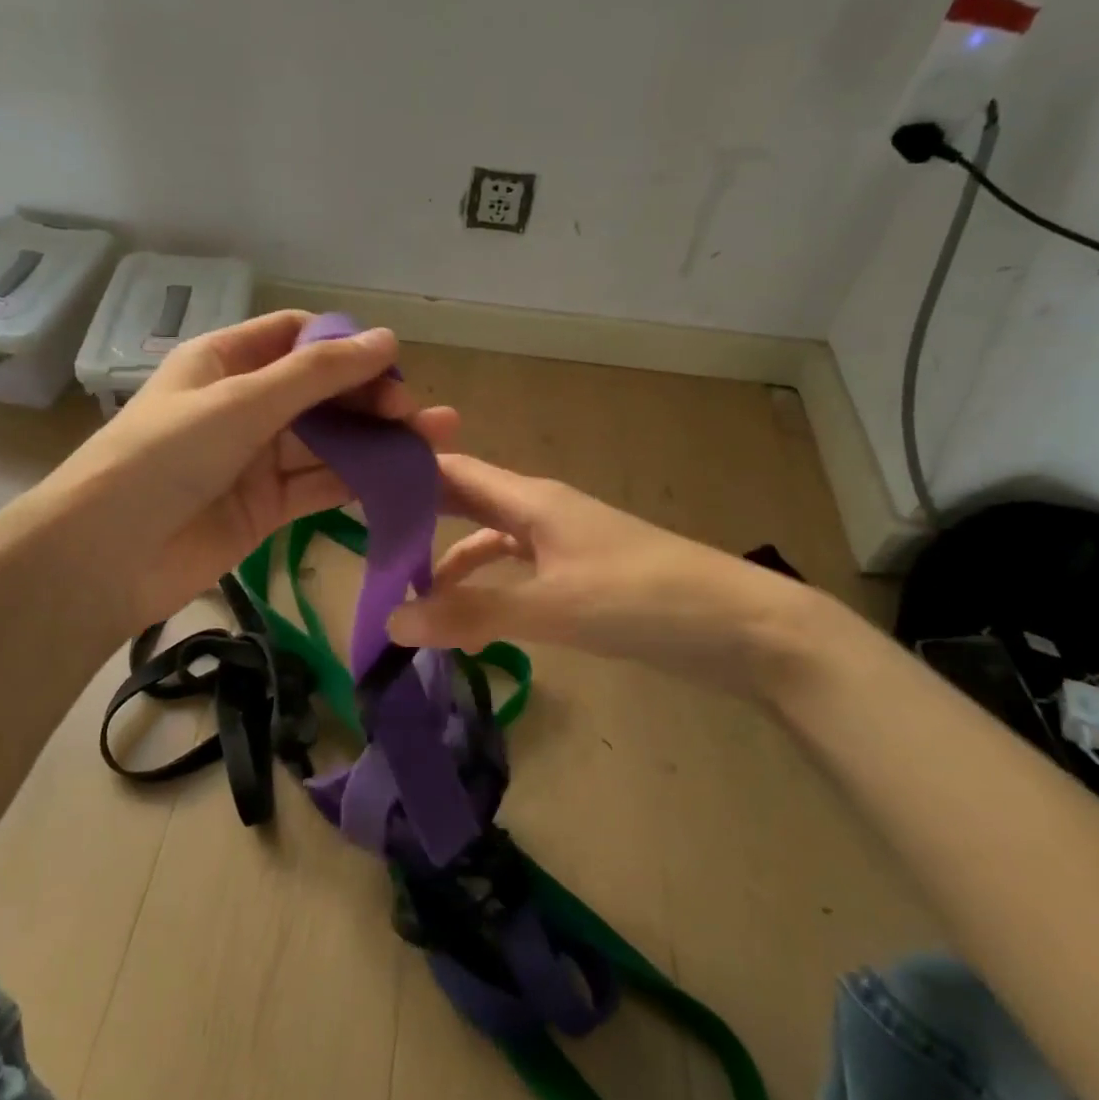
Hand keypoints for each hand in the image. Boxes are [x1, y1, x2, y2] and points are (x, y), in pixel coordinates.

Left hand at [19, 310, 457, 633]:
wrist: (106, 557)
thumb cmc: (165, 457)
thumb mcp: (241, 403)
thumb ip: (316, 375)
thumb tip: (387, 339)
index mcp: (225, 362)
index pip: (295, 337)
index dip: (344, 344)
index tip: (390, 363)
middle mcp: (244, 405)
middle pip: (320, 391)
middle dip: (370, 397)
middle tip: (418, 413)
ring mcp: (256, 458)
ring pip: (329, 441)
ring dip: (377, 440)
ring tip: (435, 440)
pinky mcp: (268, 507)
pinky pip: (321, 485)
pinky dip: (360, 481)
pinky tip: (404, 477)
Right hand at [387, 454, 825, 701]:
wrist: (746, 628)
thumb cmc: (645, 599)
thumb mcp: (553, 607)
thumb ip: (472, 613)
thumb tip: (390, 623)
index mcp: (532, 500)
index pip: (453, 470)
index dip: (405, 471)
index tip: (353, 484)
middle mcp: (542, 511)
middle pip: (467, 500)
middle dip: (418, 514)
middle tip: (364, 538)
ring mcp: (564, 544)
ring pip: (491, 540)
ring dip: (451, 559)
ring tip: (406, 590)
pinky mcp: (582, 576)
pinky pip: (517, 571)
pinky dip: (488, 586)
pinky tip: (471, 616)